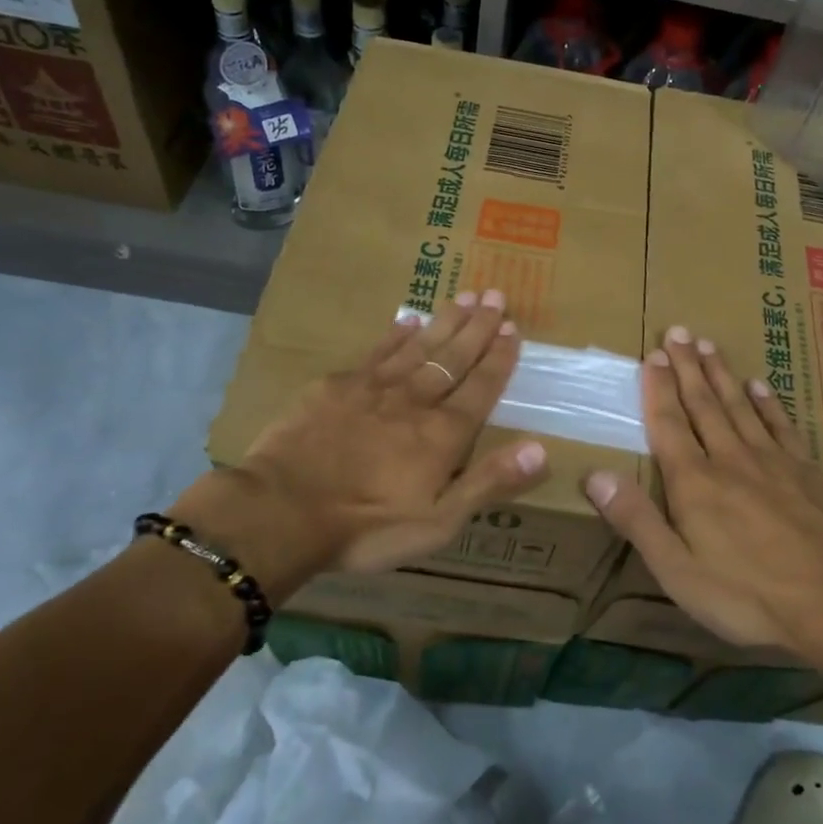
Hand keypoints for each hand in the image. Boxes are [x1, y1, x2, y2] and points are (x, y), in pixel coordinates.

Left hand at [170, 291, 548, 595]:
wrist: (281, 511)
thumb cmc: (366, 528)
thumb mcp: (437, 523)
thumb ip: (488, 483)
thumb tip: (541, 449)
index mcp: (442, 434)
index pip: (480, 387)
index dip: (499, 358)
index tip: (513, 328)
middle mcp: (414, 401)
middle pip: (453, 357)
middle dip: (478, 327)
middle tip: (495, 295)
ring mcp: (372, 389)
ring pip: (418, 347)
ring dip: (444, 322)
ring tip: (464, 296)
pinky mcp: (334, 387)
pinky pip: (375, 353)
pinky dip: (394, 335)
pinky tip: (407, 320)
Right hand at [583, 326, 822, 658]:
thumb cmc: (747, 596)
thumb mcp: (677, 571)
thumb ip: (637, 521)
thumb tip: (594, 475)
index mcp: (694, 483)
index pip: (669, 424)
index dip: (657, 389)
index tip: (651, 355)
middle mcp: (731, 459)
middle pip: (704, 404)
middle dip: (687, 367)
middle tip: (679, 331)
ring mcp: (773, 462)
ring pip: (741, 406)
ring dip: (722, 375)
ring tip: (710, 346)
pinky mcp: (807, 472)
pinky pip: (782, 426)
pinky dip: (768, 403)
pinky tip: (760, 386)